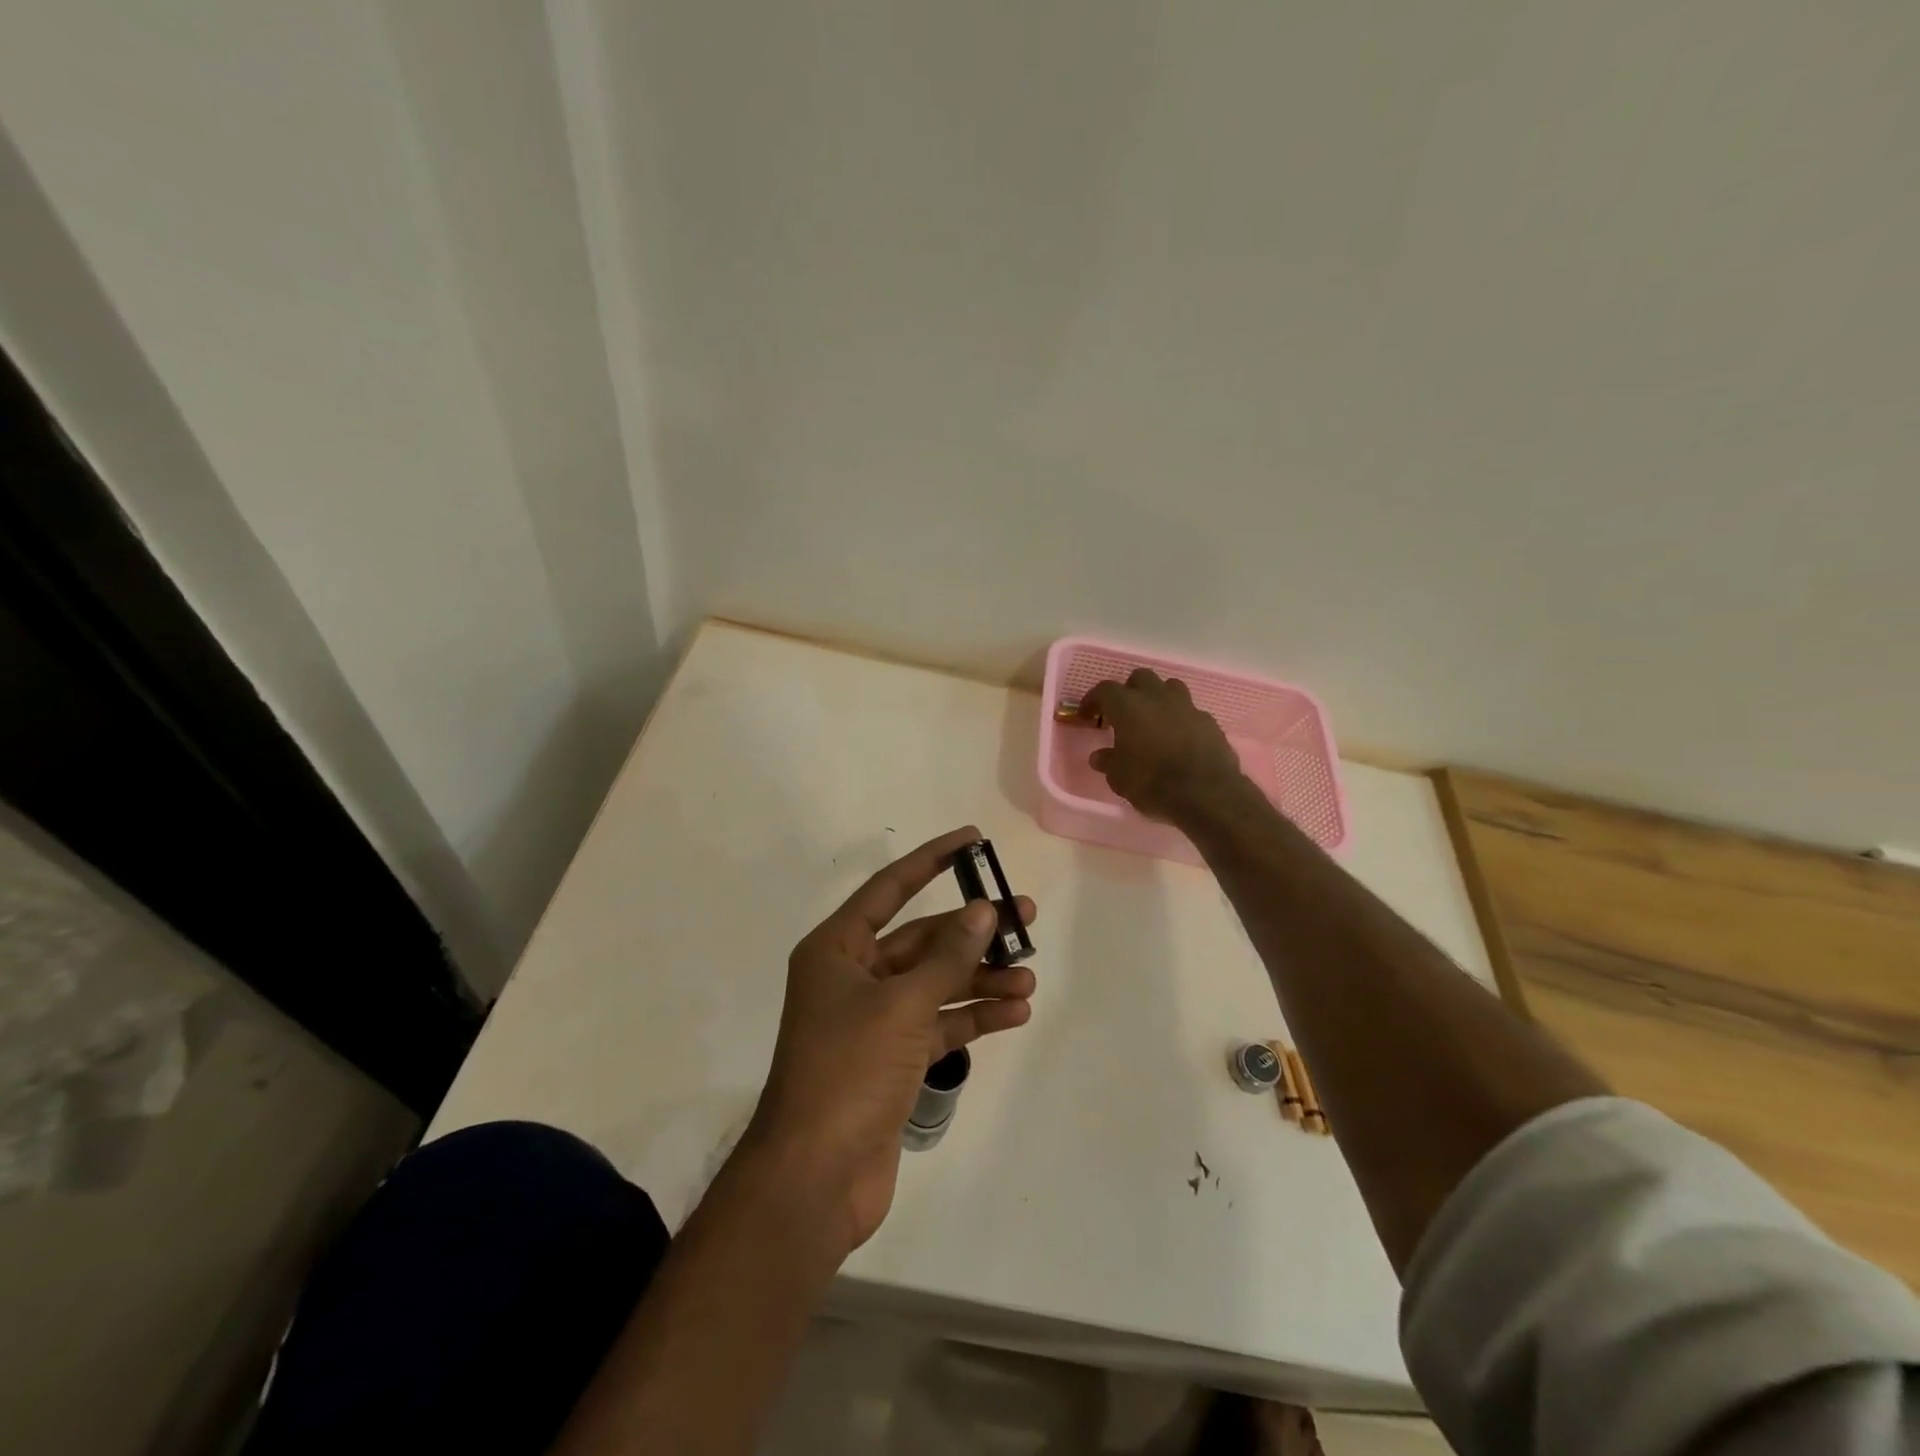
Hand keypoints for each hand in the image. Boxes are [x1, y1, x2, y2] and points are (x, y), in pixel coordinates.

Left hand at [748, 826, 1037, 1254]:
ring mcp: (873, 1021)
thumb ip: (947, 957)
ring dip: (979, 979)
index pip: (890, 888)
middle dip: (972, 932)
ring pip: (935, 983)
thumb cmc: (848, 1072)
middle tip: (1024, 919)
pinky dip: (972, 1017)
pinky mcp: (892, 1060)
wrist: (815, 1178)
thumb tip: (982, 911)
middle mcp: (853, 977)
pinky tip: (1013, 1011)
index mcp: (837, 950)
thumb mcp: (902, 1005)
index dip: (931, 860)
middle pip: (922, 940)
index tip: (972, 840)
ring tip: (1027, 975)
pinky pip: (938, 1024)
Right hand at [1083, 669, 1247, 823]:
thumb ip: (1108, 762)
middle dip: (1129, 691)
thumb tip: (1099, 756)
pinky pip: (1190, 712)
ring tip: (1153, 721)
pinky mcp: (1209, 722)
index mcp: (1129, 707)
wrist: (1206, 794)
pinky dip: (1180, 720)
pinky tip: (1178, 740)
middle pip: (1140, 678)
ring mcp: (1187, 707)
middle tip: (1122, 714)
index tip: (1087, 715)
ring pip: (1169, 688)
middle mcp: (1158, 698)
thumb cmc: (1153, 783)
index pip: (1104, 690)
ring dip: (1158, 699)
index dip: (1093, 700)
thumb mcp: (1119, 778)